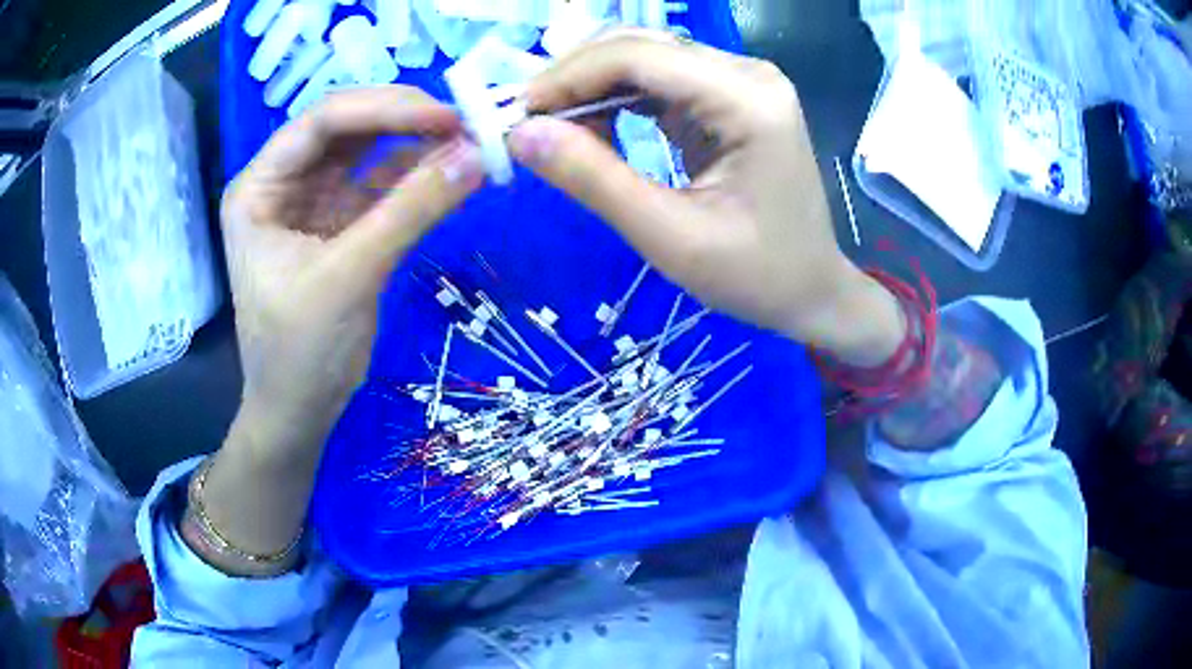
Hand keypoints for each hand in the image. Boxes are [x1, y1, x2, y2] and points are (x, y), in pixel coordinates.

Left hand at [188, 87, 482, 569]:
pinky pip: (382, 185)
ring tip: (466, 140)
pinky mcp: (342, 223)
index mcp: (259, 188)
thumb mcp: (349, 277)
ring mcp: (313, 202)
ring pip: (367, 151)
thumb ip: (410, 211)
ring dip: (415, 142)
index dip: (384, 108)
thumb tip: (477, 156)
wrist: (300, 410)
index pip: (321, 123)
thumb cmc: (300, 351)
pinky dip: (416, 176)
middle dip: (402, 119)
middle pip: (345, 128)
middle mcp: (283, 183)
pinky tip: (451, 169)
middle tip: (462, 123)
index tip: (446, 115)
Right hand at [507, 32, 903, 365]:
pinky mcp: (730, 96)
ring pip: (644, 58)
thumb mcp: (670, 238)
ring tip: (558, 133)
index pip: (638, 56)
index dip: (568, 76)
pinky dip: (618, 100)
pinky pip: (660, 81)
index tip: (518, 114)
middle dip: (576, 79)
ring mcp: (741, 81)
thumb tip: (521, 133)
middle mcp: (748, 73)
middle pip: (640, 47)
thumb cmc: (756, 276)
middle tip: (530, 126)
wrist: (811, 289)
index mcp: (747, 100)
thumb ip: (594, 180)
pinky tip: (596, 129)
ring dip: (593, 88)